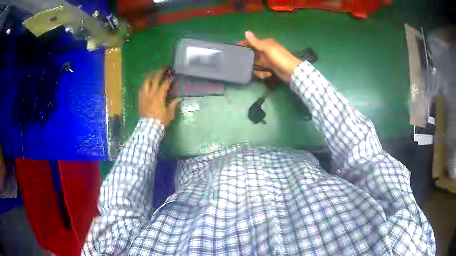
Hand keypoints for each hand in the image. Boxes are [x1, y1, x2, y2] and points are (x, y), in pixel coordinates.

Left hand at [138, 68, 178, 126]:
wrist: (148, 128)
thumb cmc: (160, 121)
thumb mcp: (169, 114)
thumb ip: (173, 105)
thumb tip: (179, 99)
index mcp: (159, 97)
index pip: (164, 85)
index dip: (169, 80)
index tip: (172, 76)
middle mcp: (150, 94)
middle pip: (154, 80)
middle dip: (159, 73)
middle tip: (164, 68)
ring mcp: (144, 97)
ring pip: (146, 83)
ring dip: (150, 77)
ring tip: (153, 74)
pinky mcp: (140, 100)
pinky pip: (141, 89)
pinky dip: (145, 85)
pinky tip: (146, 84)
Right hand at [239, 31, 301, 81]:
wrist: (292, 71)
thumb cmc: (279, 58)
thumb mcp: (267, 49)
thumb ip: (256, 42)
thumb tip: (246, 32)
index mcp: (265, 43)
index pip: (251, 42)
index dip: (244, 45)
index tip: (235, 49)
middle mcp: (266, 50)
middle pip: (252, 55)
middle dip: (250, 61)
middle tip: (247, 66)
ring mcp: (268, 60)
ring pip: (256, 64)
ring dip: (257, 69)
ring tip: (261, 72)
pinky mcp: (270, 68)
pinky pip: (261, 70)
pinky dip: (262, 73)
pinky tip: (267, 75)